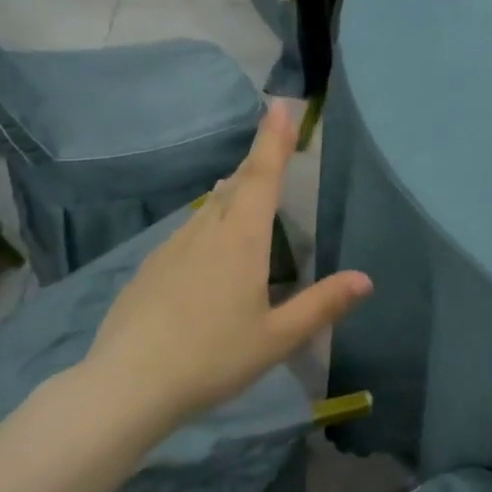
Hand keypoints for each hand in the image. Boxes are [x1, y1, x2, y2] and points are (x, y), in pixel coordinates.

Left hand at [77, 104, 372, 425]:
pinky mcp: (150, 268)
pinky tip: (208, 243)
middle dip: (257, 163)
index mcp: (241, 241)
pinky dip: (209, 221)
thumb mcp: (277, 338)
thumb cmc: (212, 358)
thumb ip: (321, 305)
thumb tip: (365, 279)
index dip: (273, 140)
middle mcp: (206, 232)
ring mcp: (172, 248)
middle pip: (236, 186)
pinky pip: (189, 231)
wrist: (126, 385)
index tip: (280, 106)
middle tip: (273, 146)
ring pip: (210, 208)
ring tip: (246, 188)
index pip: (262, 177)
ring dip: (233, 192)